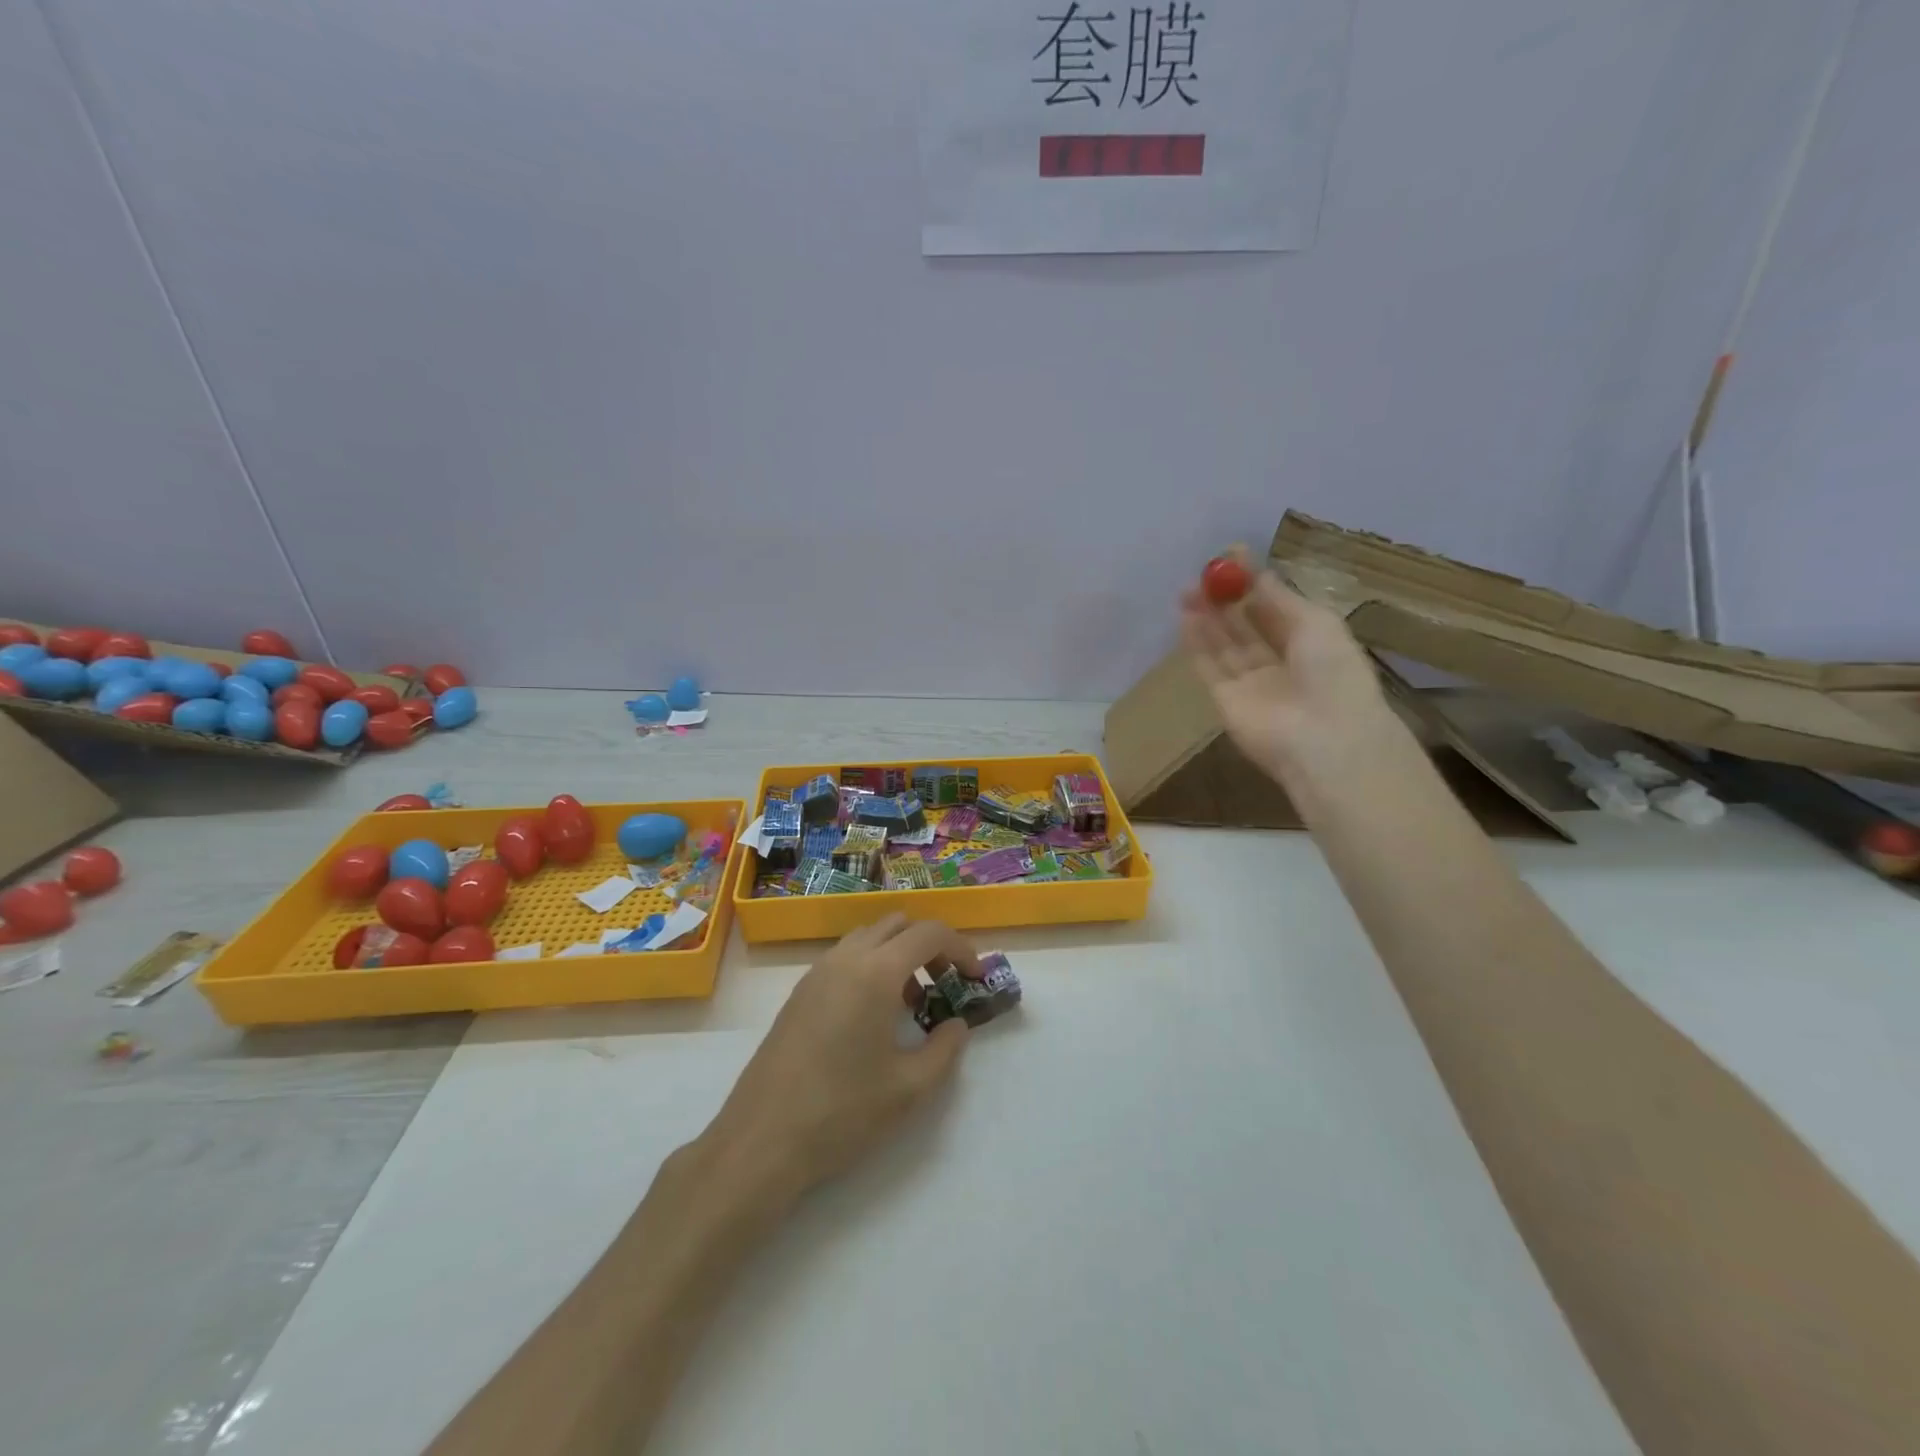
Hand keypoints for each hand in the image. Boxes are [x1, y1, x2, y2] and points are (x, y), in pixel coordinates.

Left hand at [701, 915, 981, 1206]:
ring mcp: (816, 973)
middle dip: (928, 945)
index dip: (960, 948)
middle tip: (945, 985)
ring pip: (868, 938)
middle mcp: (845, 959)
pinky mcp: (798, 993)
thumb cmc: (842, 1112)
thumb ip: (945, 1049)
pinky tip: (873, 1017)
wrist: (761, 1141)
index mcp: (875, 972)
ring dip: (897, 954)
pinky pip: (844, 958)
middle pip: (897, 924)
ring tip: (910, 1004)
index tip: (975, 978)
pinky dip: (870, 967)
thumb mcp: (909, 1088)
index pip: (929, 933)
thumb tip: (956, 1025)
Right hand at [1179, 546, 1398, 788]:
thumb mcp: (1316, 623)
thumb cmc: (1333, 673)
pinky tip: (1186, 618)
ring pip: (1224, 644)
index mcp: (1311, 642)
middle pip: (1245, 625)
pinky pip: (1209, 667)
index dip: (1253, 583)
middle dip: (1224, 600)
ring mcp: (1251, 683)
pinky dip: (1197, 643)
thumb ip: (1281, 599)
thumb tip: (1257, 575)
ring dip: (1206, 618)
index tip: (1231, 556)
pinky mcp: (1225, 700)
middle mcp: (1280, 661)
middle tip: (1202, 575)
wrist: (1323, 738)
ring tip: (1187, 590)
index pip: (1276, 607)